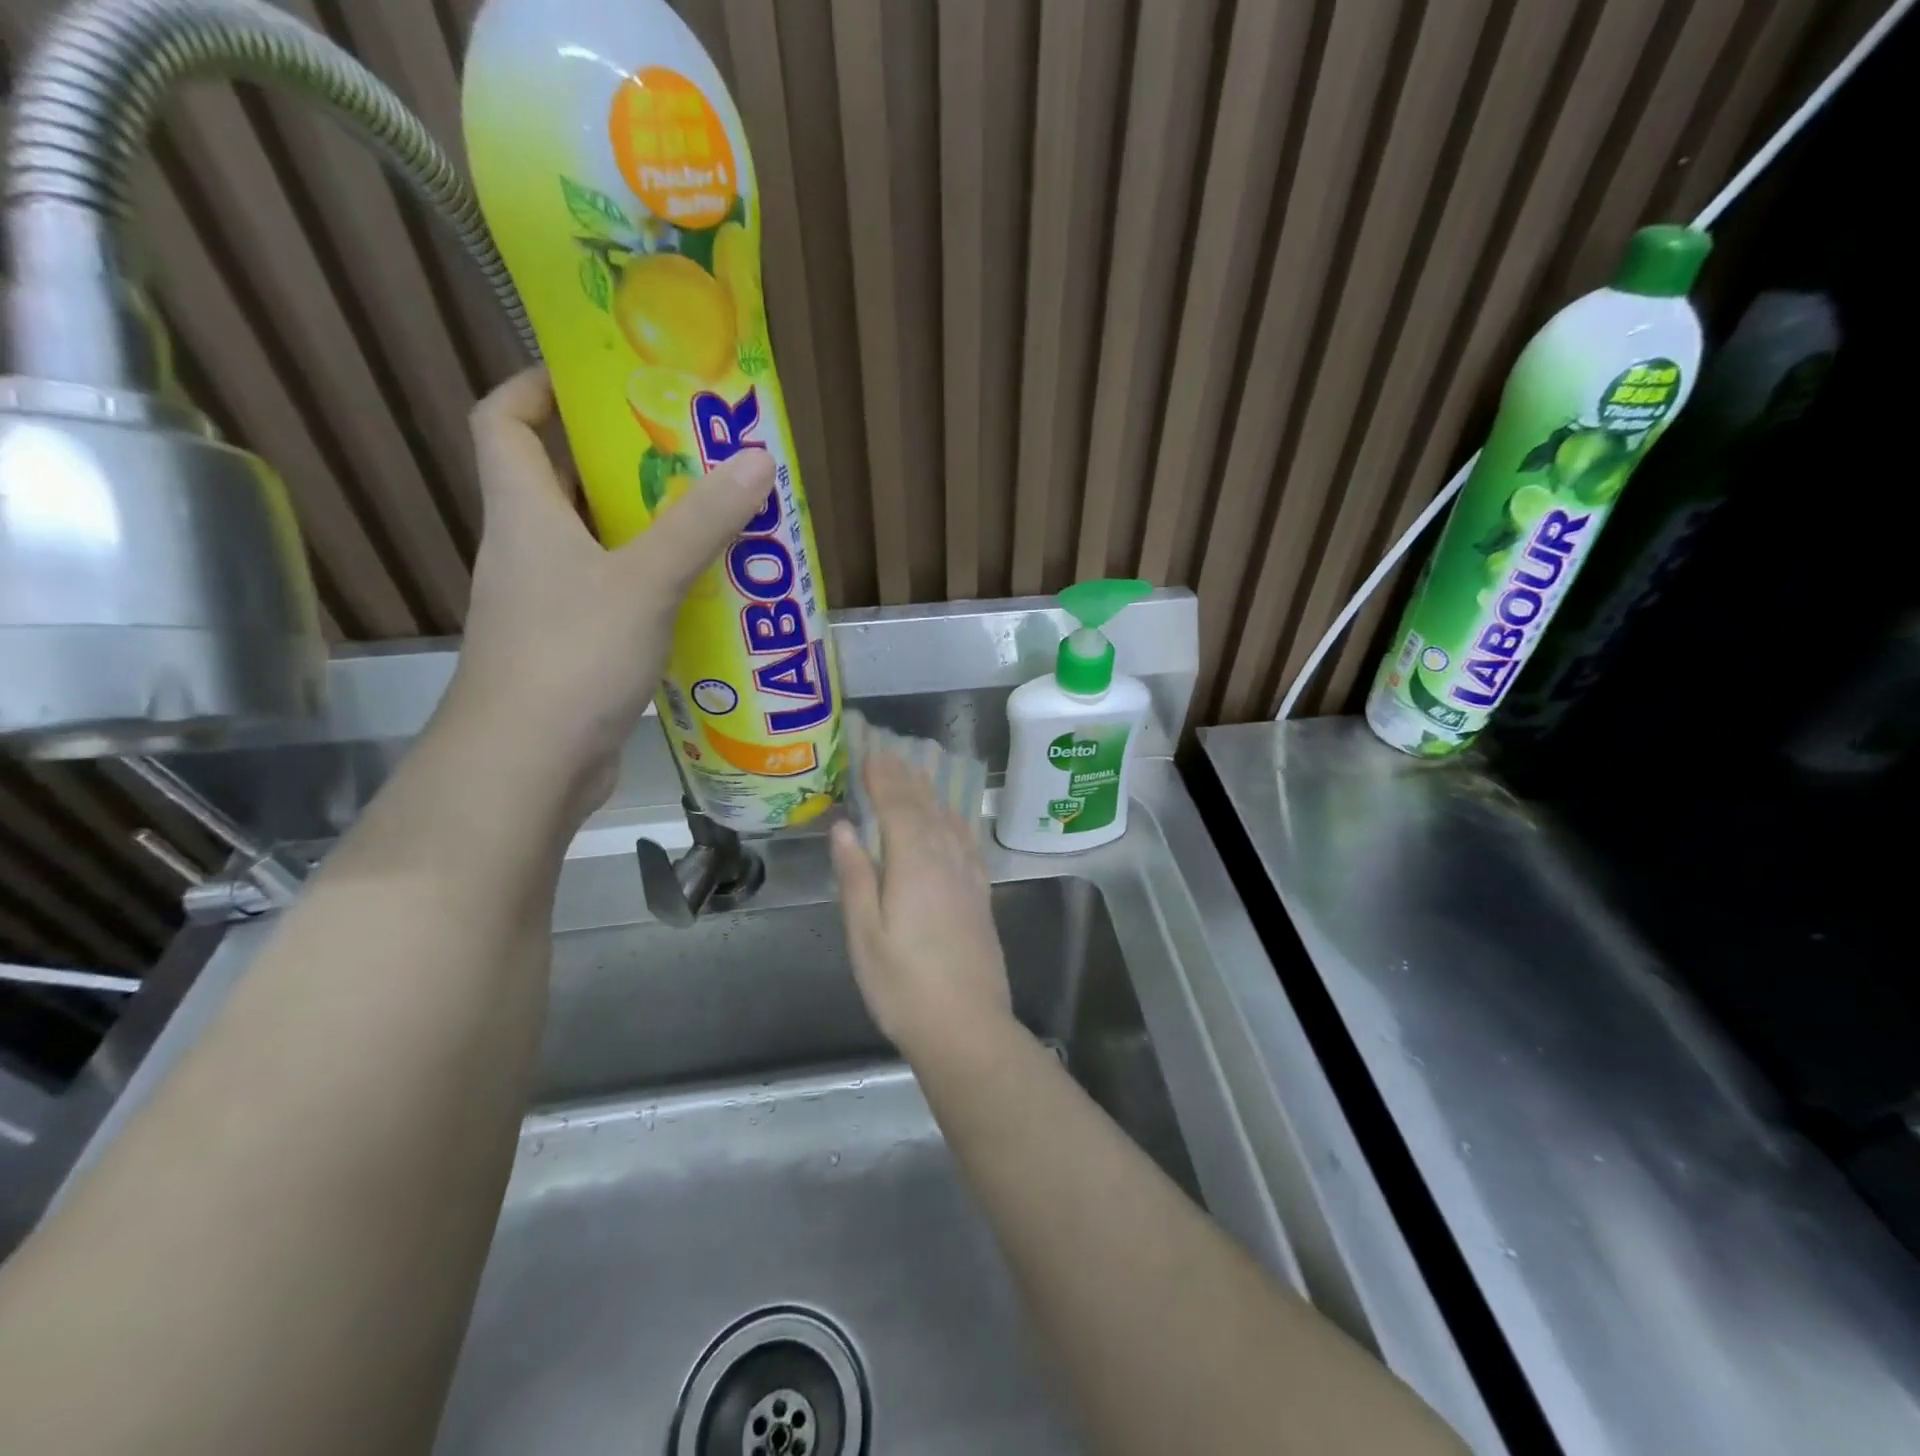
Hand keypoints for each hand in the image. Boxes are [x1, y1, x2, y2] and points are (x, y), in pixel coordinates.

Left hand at [442, 366, 773, 808]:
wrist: (527, 765)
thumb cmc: (572, 655)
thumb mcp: (645, 581)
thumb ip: (701, 522)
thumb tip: (757, 459)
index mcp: (525, 512)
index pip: (505, 420)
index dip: (540, 387)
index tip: (600, 380)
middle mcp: (528, 550)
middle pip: (563, 482)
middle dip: (623, 464)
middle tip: (693, 457)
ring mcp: (548, 603)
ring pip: (598, 545)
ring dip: (649, 530)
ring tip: (715, 523)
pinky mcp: (573, 647)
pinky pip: (616, 596)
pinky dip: (655, 587)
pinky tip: (704, 598)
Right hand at [829, 753, 1013, 1054]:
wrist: (966, 1026)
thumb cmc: (903, 985)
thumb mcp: (865, 934)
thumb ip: (856, 875)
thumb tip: (845, 827)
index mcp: (914, 864)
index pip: (898, 806)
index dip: (883, 776)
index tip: (870, 750)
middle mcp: (946, 860)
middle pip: (925, 807)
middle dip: (906, 776)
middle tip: (891, 749)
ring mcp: (968, 877)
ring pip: (948, 820)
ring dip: (931, 792)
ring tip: (918, 771)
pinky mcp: (981, 895)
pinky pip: (967, 842)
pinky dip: (955, 820)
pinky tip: (953, 818)